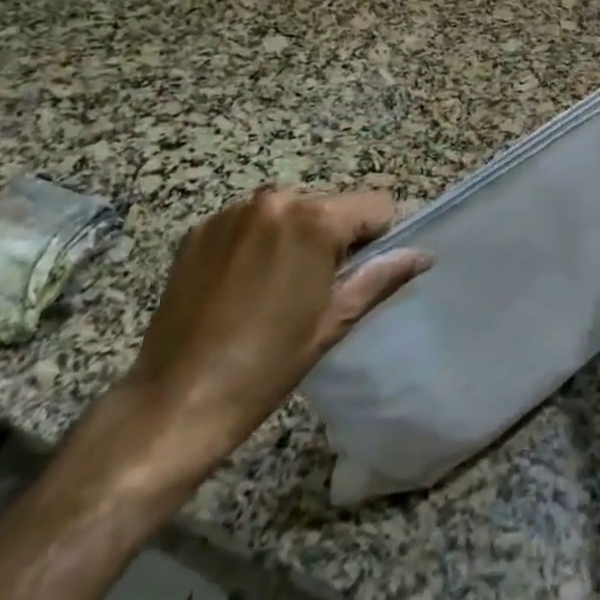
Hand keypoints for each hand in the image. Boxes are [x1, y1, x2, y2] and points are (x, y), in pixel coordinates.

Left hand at [118, 189, 428, 475]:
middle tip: (318, 287)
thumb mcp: (335, 321)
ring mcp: (233, 212)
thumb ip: (382, 277)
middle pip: (331, 204)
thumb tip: (423, 255)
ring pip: (290, 210)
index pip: (376, 204)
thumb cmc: (267, 364)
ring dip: (295, 235)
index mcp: (315, 219)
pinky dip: (257, 241)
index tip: (361, 273)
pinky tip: (243, 285)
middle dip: (334, 236)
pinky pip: (250, 221)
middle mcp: (275, 199)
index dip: (379, 237)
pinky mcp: (200, 228)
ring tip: (276, 287)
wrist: (176, 401)